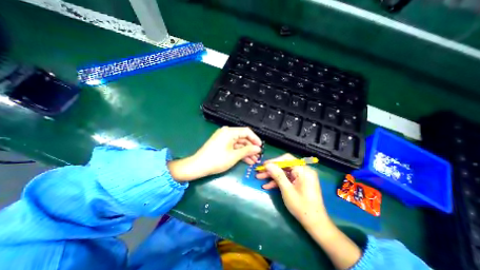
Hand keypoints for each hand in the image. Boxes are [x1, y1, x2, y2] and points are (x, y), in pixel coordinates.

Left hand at [169, 127, 261, 180]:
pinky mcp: (222, 144)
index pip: (247, 132)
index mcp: (230, 132)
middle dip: (251, 148)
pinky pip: (233, 147)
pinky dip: (239, 153)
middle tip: (258, 156)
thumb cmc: (216, 160)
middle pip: (243, 138)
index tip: (261, 147)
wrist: (198, 166)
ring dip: (246, 152)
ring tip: (254, 160)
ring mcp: (224, 139)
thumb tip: (258, 148)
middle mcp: (227, 133)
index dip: (255, 139)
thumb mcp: (234, 156)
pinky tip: (246, 160)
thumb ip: (247, 151)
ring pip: (239, 144)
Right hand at [257, 154, 361, 269]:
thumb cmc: (302, 206)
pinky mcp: (299, 182)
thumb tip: (268, 165)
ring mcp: (301, 177)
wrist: (315, 223)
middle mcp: (303, 170)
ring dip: (272, 175)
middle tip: (260, 172)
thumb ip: (277, 175)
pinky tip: (267, 185)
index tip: (264, 165)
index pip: (287, 159)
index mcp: (303, 170)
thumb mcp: (287, 190)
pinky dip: (278, 181)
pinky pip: (287, 178)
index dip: (274, 161)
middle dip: (271, 169)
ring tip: (260, 178)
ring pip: (284, 172)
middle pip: (284, 165)